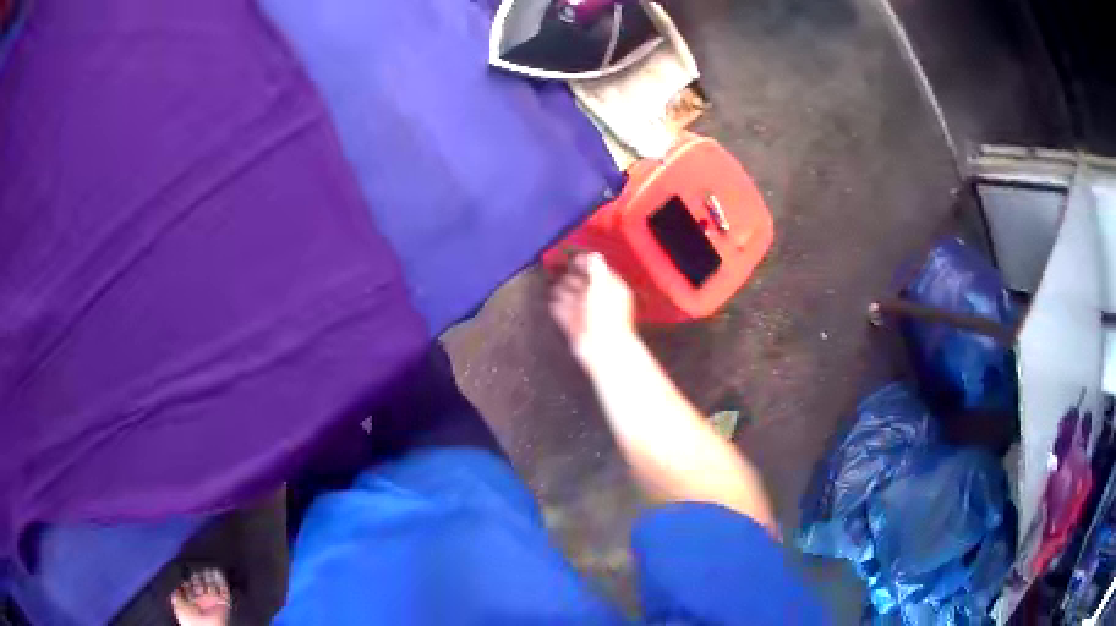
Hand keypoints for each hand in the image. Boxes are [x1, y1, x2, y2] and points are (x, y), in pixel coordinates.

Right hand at [549, 252, 636, 367]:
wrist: (602, 349)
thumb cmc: (607, 319)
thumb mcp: (601, 288)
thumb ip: (596, 270)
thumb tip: (594, 255)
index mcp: (612, 290)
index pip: (599, 272)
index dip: (586, 264)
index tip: (574, 258)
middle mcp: (601, 301)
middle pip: (584, 285)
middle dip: (571, 278)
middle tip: (559, 270)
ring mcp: (588, 315)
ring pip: (573, 299)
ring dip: (562, 292)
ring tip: (552, 284)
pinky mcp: (577, 327)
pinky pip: (565, 314)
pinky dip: (558, 308)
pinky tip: (551, 302)